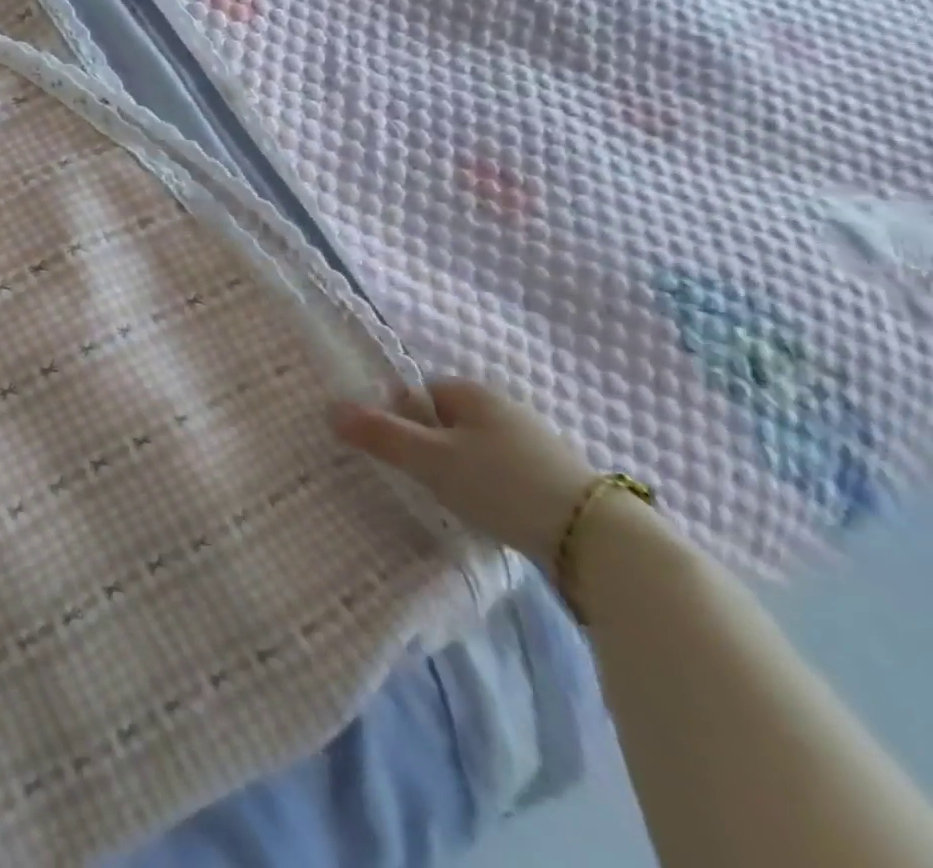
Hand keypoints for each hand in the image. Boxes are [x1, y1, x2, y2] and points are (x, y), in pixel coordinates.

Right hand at [331, 379, 598, 564]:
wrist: (601, 541)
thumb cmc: (503, 485)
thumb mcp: (431, 460)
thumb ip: (380, 435)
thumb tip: (331, 409)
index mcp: (472, 392)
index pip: (418, 393)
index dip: (399, 419)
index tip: (397, 453)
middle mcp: (504, 407)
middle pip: (445, 420)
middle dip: (429, 446)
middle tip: (423, 479)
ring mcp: (535, 442)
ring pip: (475, 448)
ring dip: (459, 469)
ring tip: (457, 501)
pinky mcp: (556, 477)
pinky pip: (503, 472)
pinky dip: (490, 488)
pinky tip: (493, 513)